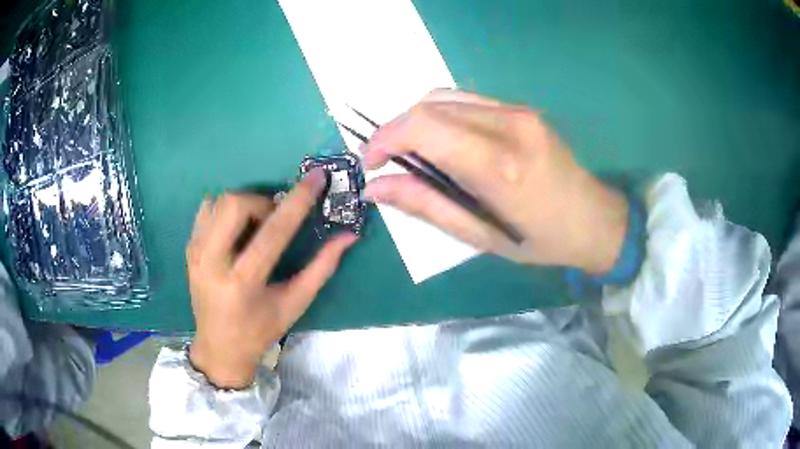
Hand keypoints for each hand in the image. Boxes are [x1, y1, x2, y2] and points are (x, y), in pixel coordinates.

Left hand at [186, 169, 357, 388]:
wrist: (219, 348)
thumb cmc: (260, 331)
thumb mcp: (294, 304)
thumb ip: (321, 268)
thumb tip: (348, 236)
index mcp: (243, 283)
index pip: (273, 232)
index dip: (298, 202)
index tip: (316, 178)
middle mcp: (213, 263)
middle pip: (234, 204)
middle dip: (261, 202)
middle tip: (272, 220)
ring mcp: (196, 253)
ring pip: (218, 201)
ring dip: (244, 205)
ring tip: (254, 227)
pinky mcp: (189, 249)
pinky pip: (206, 209)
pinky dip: (225, 209)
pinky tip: (236, 229)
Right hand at [363, 90, 627, 273]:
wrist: (592, 217)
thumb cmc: (538, 240)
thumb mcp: (479, 235)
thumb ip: (425, 205)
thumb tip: (375, 188)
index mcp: (499, 165)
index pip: (424, 125)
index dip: (385, 138)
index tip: (372, 163)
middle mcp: (508, 125)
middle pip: (429, 106)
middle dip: (397, 131)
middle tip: (389, 163)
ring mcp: (517, 110)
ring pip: (444, 97)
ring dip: (418, 122)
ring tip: (415, 154)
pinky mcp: (521, 107)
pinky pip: (465, 100)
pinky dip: (441, 116)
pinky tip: (444, 143)